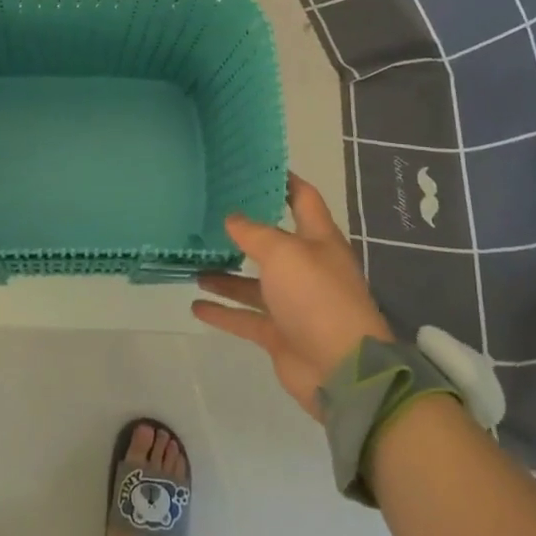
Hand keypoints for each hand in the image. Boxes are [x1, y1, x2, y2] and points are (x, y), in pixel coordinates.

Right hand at [193, 173, 392, 419]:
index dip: (283, 181)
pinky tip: (195, 304)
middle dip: (244, 229)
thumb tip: (232, 218)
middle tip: (209, 212)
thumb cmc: (317, 297)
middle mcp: (306, 268)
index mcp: (318, 240)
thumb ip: (254, 233)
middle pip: (273, 241)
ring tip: (194, 260)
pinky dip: (222, 311)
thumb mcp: (284, 253)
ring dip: (226, 273)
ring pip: (253, 282)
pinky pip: (245, 317)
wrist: (342, 370)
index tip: (255, 166)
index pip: (303, 199)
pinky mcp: (279, 333)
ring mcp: (293, 303)